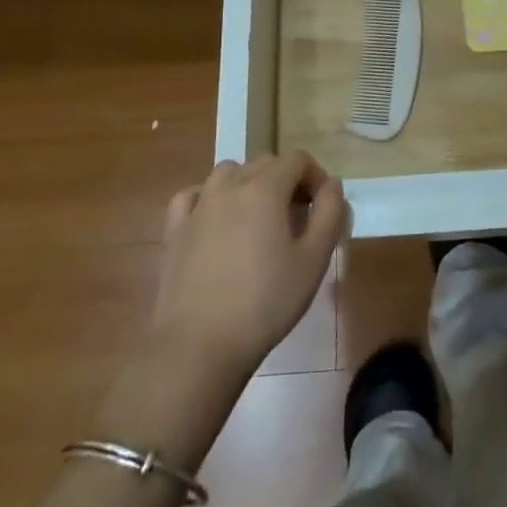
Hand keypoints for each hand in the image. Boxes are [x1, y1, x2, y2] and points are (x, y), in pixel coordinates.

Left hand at [148, 151, 349, 388]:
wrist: (200, 346)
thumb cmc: (266, 302)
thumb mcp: (314, 260)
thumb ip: (329, 213)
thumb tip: (332, 184)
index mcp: (265, 188)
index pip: (297, 159)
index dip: (315, 176)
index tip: (321, 207)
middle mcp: (229, 186)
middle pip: (264, 163)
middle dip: (286, 180)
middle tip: (297, 217)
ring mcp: (198, 206)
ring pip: (228, 173)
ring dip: (249, 183)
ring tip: (259, 217)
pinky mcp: (175, 230)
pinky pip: (193, 195)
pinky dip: (209, 197)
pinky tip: (216, 219)